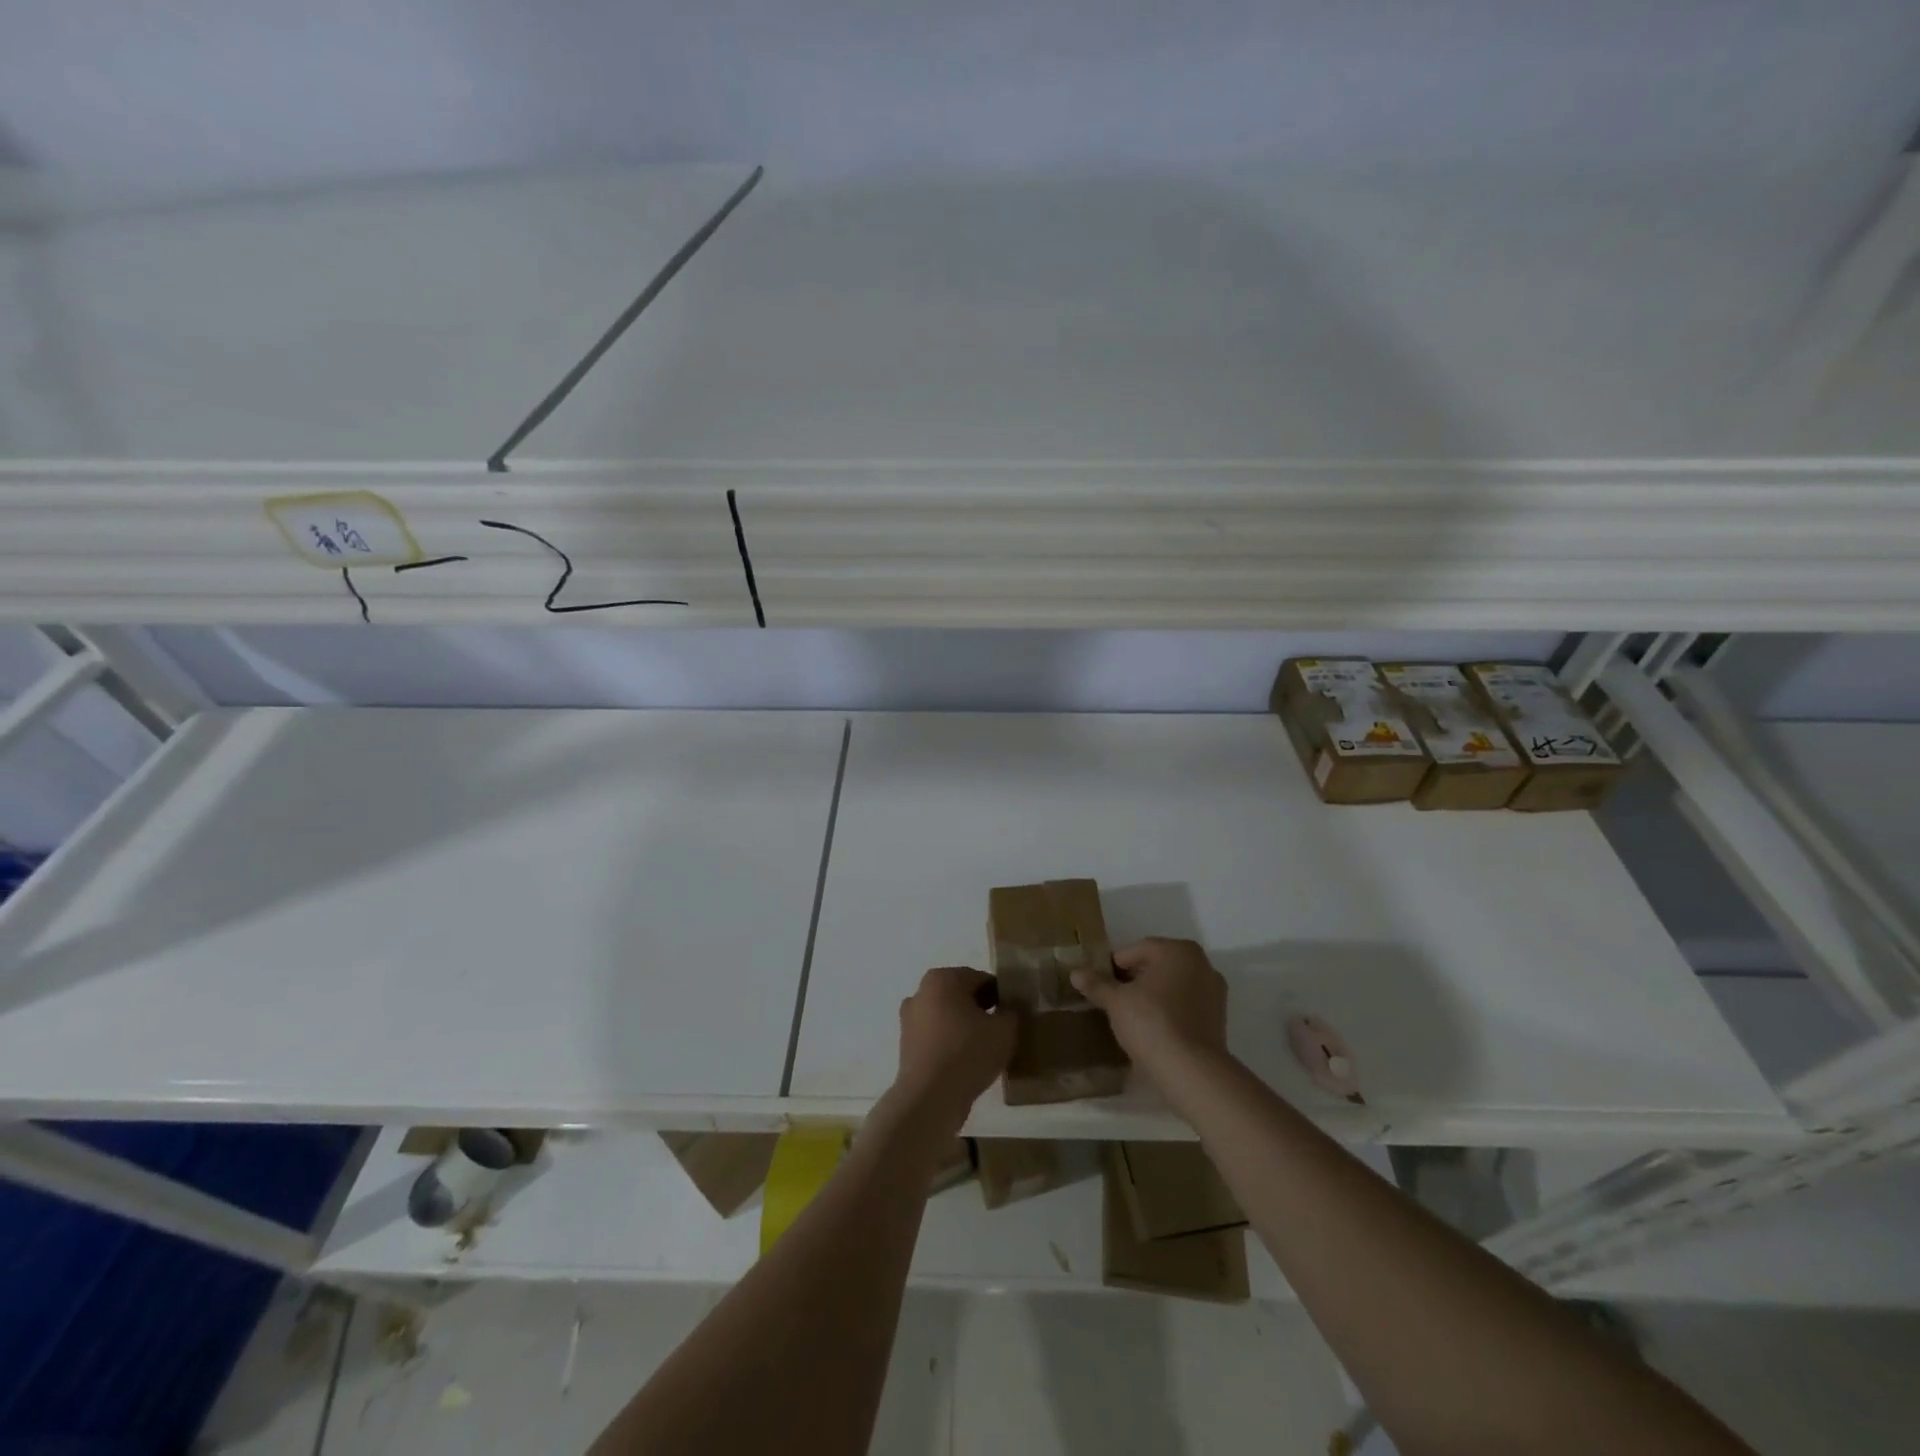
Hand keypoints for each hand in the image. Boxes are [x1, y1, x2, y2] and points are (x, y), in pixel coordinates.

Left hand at [892, 966, 1017, 1132]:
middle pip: (961, 996)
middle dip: (981, 1010)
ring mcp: (910, 1020)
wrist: (930, 1098)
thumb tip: (1010, 1009)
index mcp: (942, 978)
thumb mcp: (1004, 1030)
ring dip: (965, 1027)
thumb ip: (1011, 1012)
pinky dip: (951, 1044)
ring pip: (947, 1017)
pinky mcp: (907, 1046)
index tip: (1013, 1013)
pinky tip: (968, 1063)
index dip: (1000, 995)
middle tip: (1002, 1030)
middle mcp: (921, 992)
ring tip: (987, 1049)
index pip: (980, 979)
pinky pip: (937, 1037)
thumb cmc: (968, 1052)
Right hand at [1070, 937, 1228, 1073]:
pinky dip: (1169, 1011)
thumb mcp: (1116, 1002)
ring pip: (1173, 986)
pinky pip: (1186, 1005)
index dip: (1114, 966)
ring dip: (1153, 995)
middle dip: (1134, 979)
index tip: (1100, 984)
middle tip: (1113, 999)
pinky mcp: (1219, 1018)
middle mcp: (1202, 963)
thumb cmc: (1151, 1023)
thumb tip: (1075, 973)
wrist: (1192, 1071)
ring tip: (1131, 1015)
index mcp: (1178, 950)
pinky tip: (1153, 1029)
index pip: (1137, 950)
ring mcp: (1214, 992)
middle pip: (1157, 966)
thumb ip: (1097, 984)